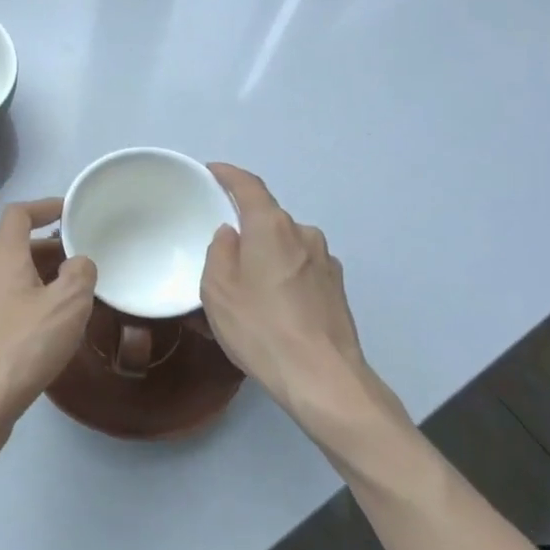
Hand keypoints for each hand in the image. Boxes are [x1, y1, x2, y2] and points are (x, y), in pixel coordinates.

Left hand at [0, 198, 96, 462]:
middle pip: (12, 248)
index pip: (18, 214)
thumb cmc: (21, 348)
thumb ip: (80, 274)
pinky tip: (41, 333)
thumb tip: (77, 263)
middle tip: (78, 262)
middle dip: (46, 249)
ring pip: (6, 280)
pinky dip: (22, 305)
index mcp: (1, 258)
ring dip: (35, 279)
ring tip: (66, 299)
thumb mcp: (67, 306)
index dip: (44, 207)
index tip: (68, 212)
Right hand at [201, 164, 405, 436]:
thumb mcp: (218, 290)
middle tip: (221, 250)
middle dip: (246, 227)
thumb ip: (219, 252)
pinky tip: (272, 306)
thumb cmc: (260, 328)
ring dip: (266, 255)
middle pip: (269, 219)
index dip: (228, 175)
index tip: (212, 171)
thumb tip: (230, 235)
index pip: (249, 186)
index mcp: (273, 227)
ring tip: (246, 286)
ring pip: (286, 246)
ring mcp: (327, 262)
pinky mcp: (337, 289)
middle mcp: (304, 234)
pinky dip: (283, 276)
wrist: (322, 378)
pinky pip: (301, 269)